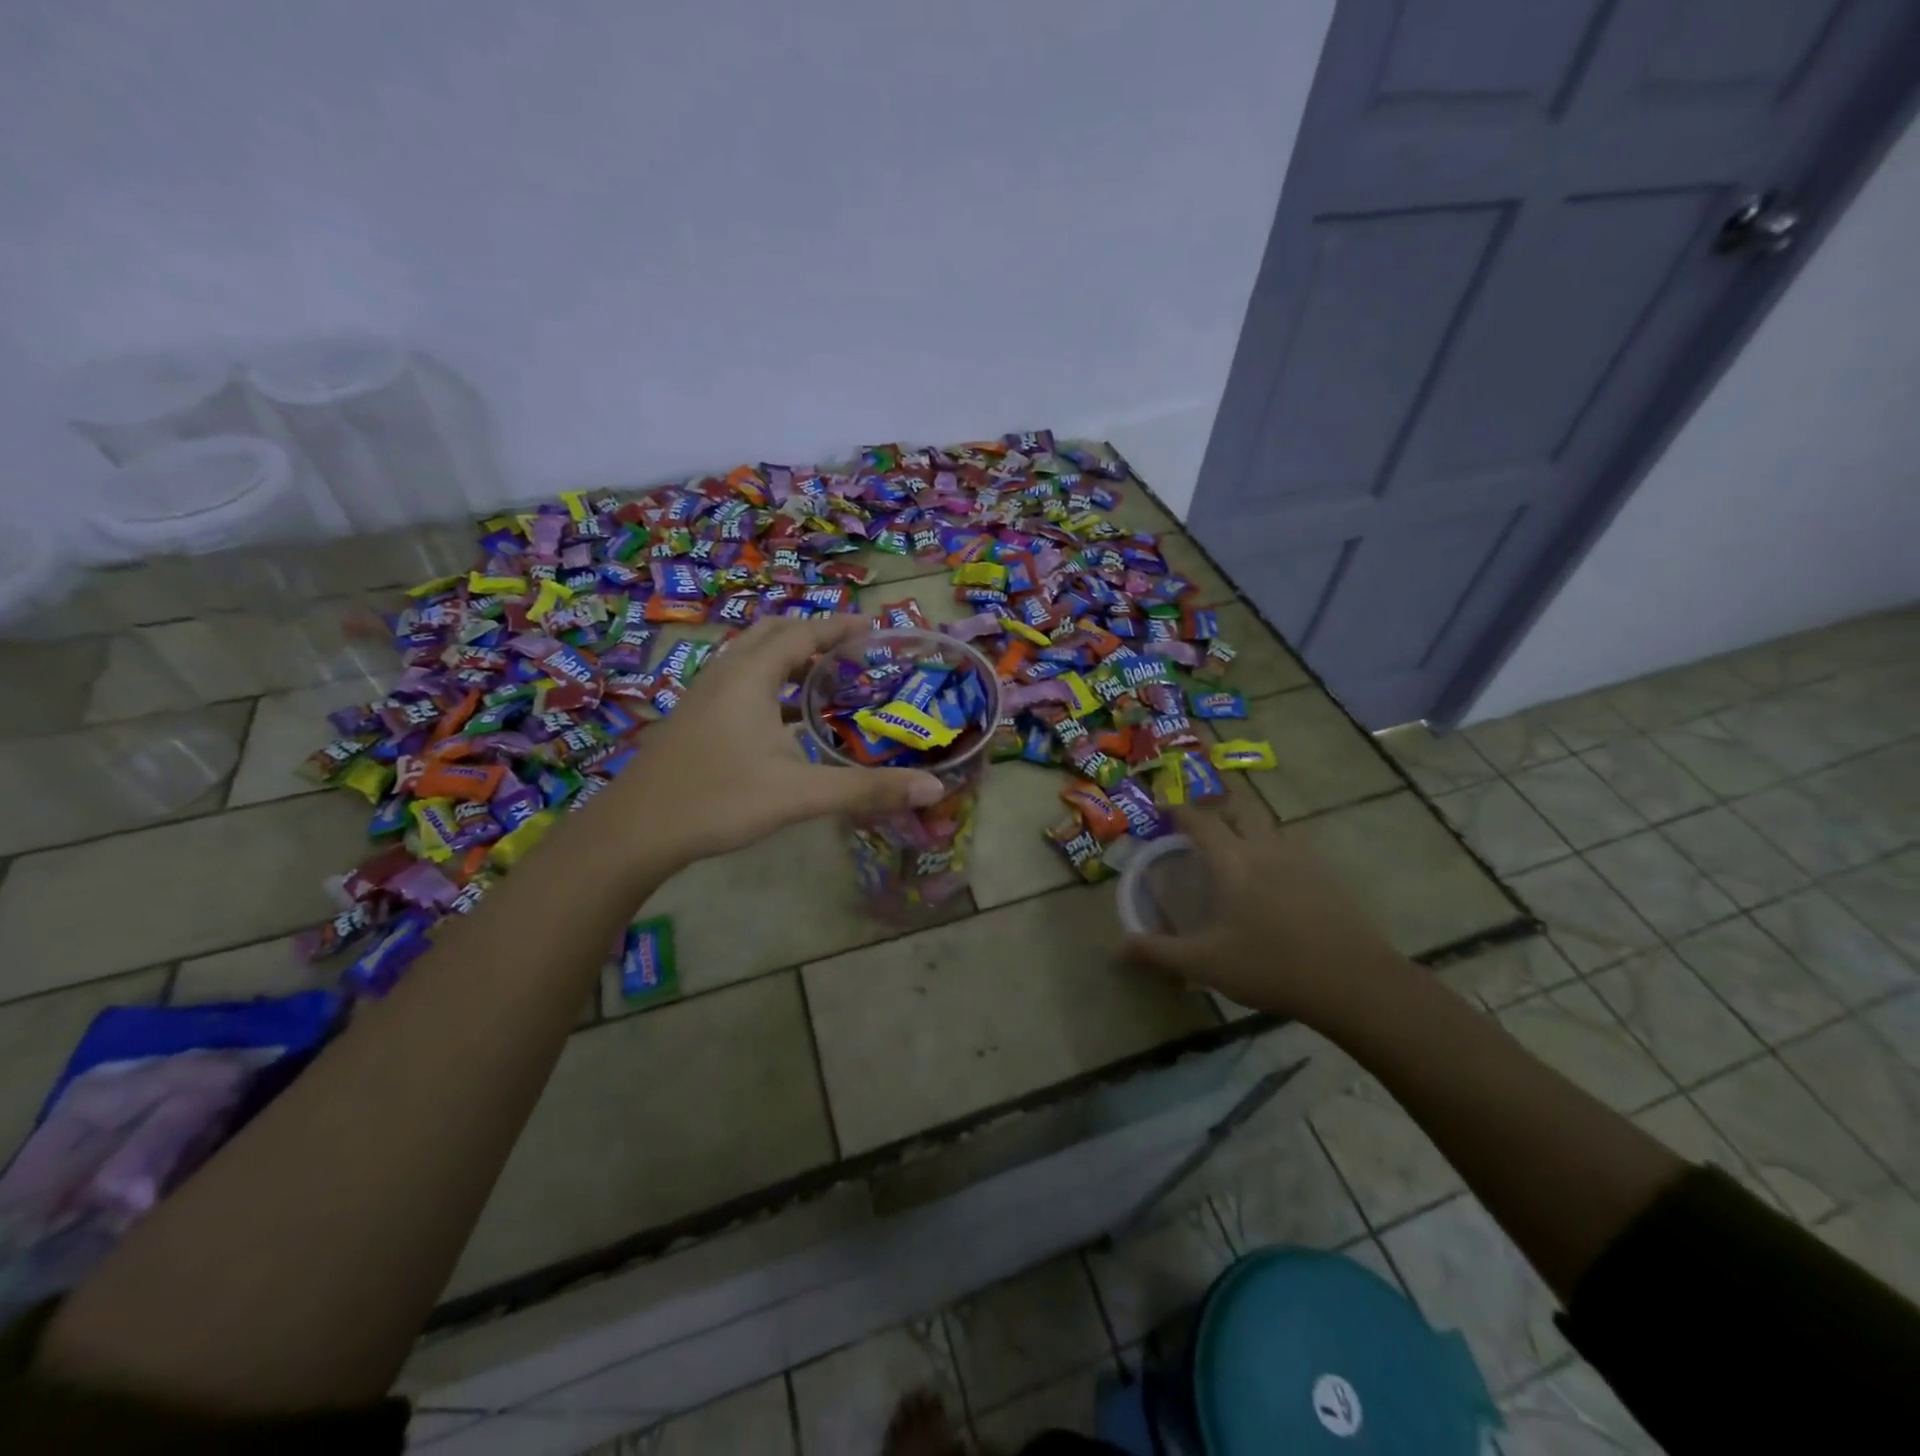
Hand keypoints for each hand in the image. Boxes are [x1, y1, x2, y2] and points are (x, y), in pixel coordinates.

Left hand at [598, 615, 944, 869]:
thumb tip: (932, 788)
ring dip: (788, 659)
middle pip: (773, 634)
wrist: (634, 831)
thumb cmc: (719, 799)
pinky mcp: (694, 719)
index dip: (840, 627)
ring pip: (751, 658)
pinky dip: (769, 684)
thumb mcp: (800, 794)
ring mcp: (703, 695)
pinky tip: (784, 721)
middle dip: (812, 635)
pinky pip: (739, 683)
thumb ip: (866, 789)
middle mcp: (725, 673)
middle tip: (851, 651)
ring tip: (824, 679)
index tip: (874, 627)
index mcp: (751, 675)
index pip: (803, 633)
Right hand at [1124, 801, 1404, 1019]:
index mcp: (1232, 861)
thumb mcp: (1205, 963)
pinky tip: (1277, 881)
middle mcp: (1265, 848)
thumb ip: (1158, 952)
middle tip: (1202, 826)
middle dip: (1218, 808)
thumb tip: (1117, 948)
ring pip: (1271, 827)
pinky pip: (1295, 849)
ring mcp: (1302, 859)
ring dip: (1250, 828)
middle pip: (1240, 809)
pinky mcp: (1329, 877)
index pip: (1199, 820)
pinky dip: (1277, 851)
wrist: (1353, 982)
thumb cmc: (1270, 966)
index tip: (1164, 808)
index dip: (1178, 810)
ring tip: (1238, 851)